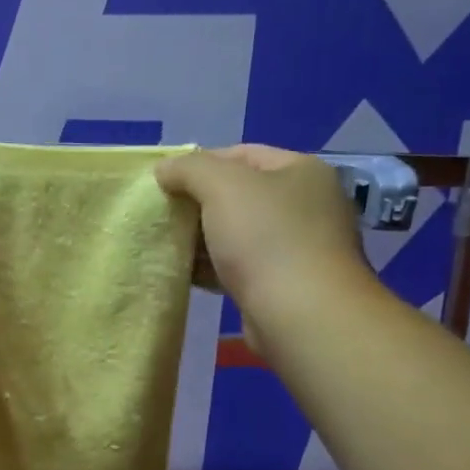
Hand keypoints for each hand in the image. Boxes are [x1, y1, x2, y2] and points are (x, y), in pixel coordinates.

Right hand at [155, 146, 366, 311]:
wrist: (302, 316)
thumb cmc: (266, 238)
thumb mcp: (221, 185)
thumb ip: (189, 168)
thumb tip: (164, 169)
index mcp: (301, 171)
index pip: (242, 154)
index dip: (200, 163)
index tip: (165, 182)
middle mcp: (307, 204)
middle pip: (239, 194)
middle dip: (198, 203)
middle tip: (163, 214)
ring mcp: (299, 247)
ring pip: (237, 233)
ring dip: (202, 238)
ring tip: (166, 244)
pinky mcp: (284, 285)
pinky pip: (240, 267)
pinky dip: (213, 267)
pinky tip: (185, 273)